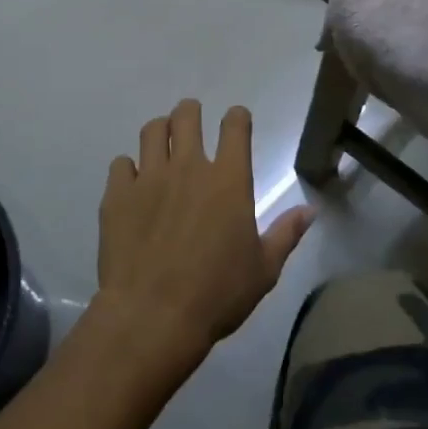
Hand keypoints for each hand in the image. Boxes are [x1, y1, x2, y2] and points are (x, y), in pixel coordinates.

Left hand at [97, 99, 313, 368]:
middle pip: (186, 115)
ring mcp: (148, 177)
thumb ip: (286, 234)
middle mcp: (188, 166)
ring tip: (161, 145)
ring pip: (151, 130)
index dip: (237, 118)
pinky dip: (129, 169)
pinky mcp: (117, 195)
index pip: (235, 126)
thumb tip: (310, 210)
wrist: (153, 316)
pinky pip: (121, 163)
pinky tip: (133, 184)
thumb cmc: (217, 295)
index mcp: (228, 180)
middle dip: (191, 112)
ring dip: (160, 131)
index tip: (237, 121)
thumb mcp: (263, 269)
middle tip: (191, 122)